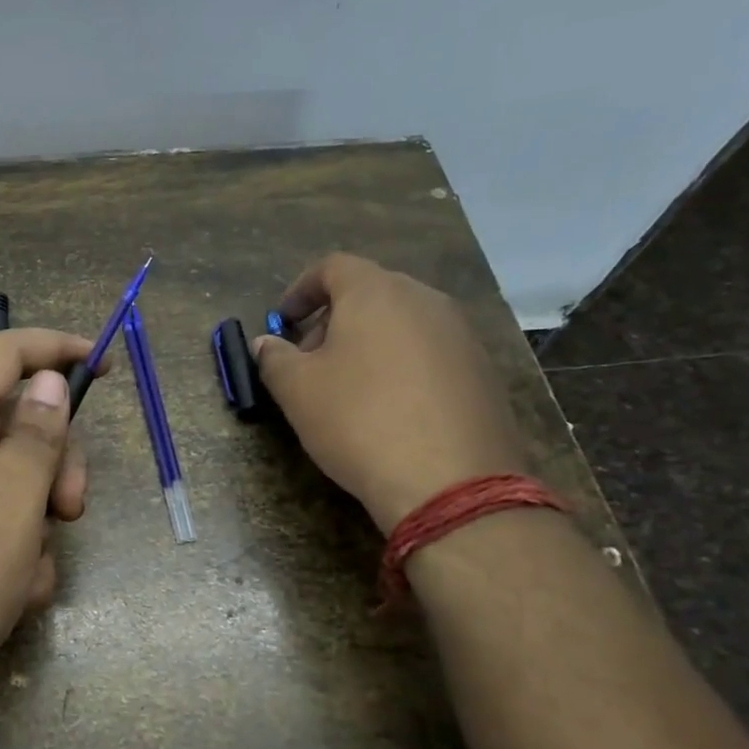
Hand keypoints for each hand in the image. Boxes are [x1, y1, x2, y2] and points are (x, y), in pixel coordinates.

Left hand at [0, 329, 93, 706]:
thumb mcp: (10, 499)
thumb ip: (37, 435)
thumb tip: (47, 380)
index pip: (2, 354)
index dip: (55, 347)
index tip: (106, 364)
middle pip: (17, 426)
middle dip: (56, 464)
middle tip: (71, 510)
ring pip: (13, 487)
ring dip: (37, 525)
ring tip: (28, 574)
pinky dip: (15, 558)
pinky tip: (9, 598)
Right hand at [252, 253, 527, 530]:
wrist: (450, 481)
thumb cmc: (359, 421)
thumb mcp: (297, 390)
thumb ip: (274, 358)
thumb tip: (265, 343)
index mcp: (376, 292)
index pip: (332, 267)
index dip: (300, 290)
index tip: (282, 323)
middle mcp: (425, 300)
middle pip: (370, 292)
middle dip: (332, 319)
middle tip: (308, 359)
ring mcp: (461, 334)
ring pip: (402, 322)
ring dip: (368, 342)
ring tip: (347, 387)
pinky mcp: (483, 371)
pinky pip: (430, 352)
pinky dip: (401, 365)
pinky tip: (390, 408)